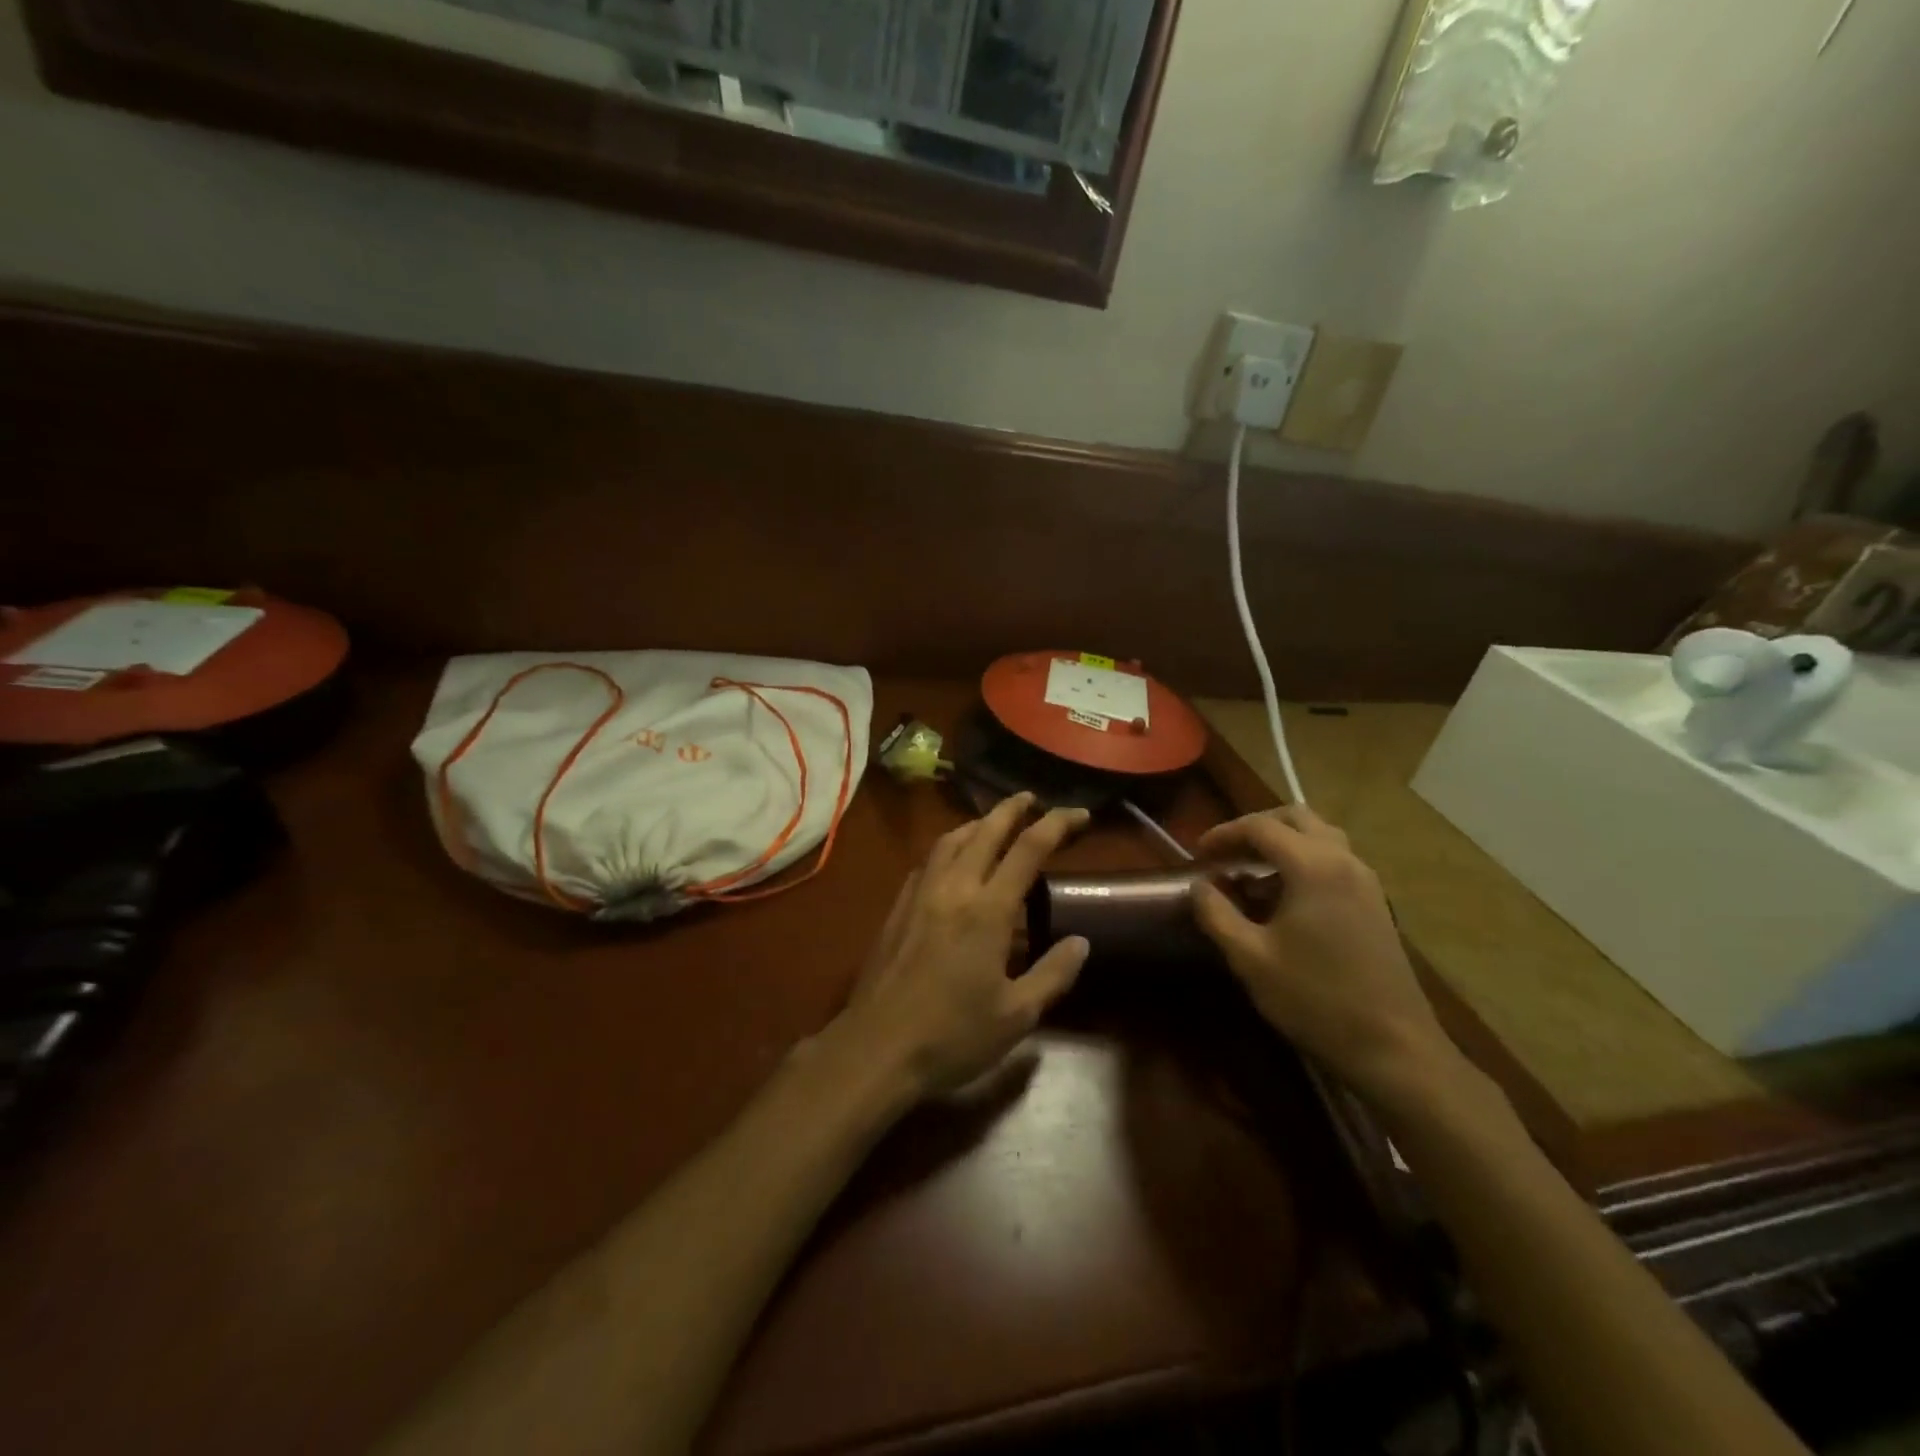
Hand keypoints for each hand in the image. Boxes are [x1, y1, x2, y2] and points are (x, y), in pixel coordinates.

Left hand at [831, 792, 1091, 1099]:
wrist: (877, 1046)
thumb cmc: (953, 1035)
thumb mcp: (1016, 1015)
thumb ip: (1053, 974)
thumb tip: (1080, 942)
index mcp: (988, 909)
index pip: (1028, 849)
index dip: (1057, 824)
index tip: (1078, 814)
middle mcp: (954, 888)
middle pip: (985, 831)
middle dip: (1012, 809)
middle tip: (1032, 799)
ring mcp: (920, 894)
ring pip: (951, 840)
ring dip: (977, 823)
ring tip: (994, 823)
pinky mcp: (898, 907)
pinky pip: (928, 861)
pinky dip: (949, 848)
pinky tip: (953, 862)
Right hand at [1192, 806, 1453, 1106]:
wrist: (1394, 1049)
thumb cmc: (1315, 999)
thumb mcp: (1250, 958)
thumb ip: (1217, 914)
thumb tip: (1199, 886)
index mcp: (1313, 867)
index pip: (1261, 827)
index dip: (1224, 833)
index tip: (1198, 853)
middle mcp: (1344, 862)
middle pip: (1297, 818)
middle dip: (1257, 828)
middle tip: (1227, 853)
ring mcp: (1366, 883)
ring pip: (1321, 837)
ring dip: (1283, 843)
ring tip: (1252, 873)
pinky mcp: (1376, 905)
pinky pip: (1335, 862)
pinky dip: (1304, 863)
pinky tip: (1284, 900)